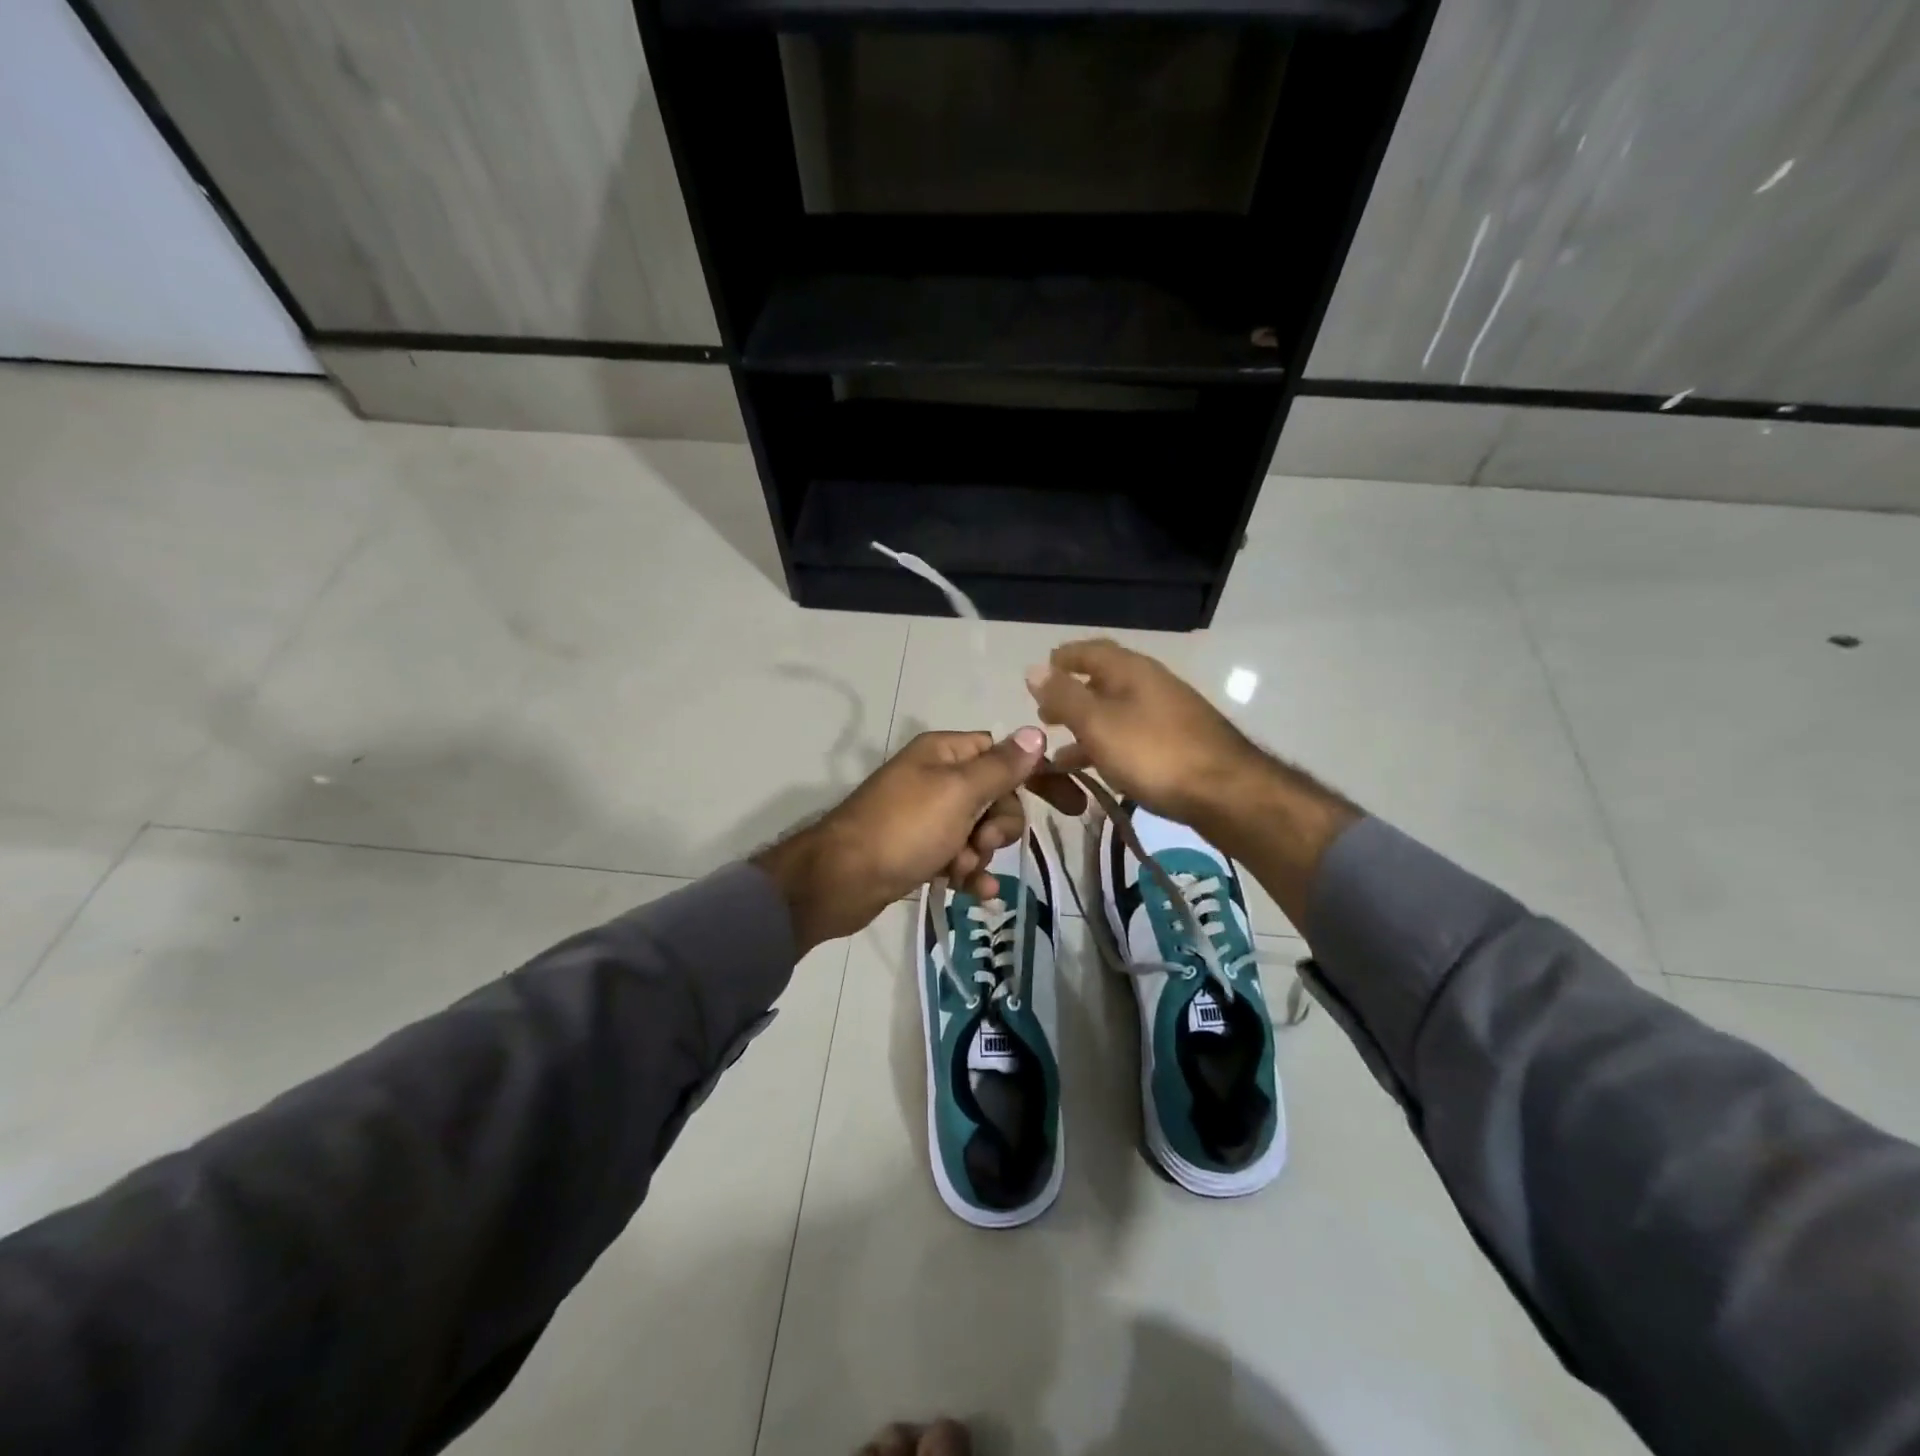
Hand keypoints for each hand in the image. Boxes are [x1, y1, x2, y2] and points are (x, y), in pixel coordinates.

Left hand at [754, 729, 1081, 953]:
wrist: (839, 880)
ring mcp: (927, 816)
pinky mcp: (919, 850)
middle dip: (999, 824)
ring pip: (980, 830)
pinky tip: (974, 892)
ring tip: (963, 869)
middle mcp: (937, 778)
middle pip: (996, 796)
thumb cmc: (904, 828)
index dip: (1039, 776)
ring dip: (982, 853)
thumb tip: (1035, 730)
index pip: (1005, 754)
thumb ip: (1001, 766)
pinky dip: (969, 872)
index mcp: (946, 753)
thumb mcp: (959, 793)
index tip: (1073, 804)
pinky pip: (959, 856)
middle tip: (982, 841)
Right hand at [1024, 639, 1266, 830]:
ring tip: (1057, 754)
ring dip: (1085, 728)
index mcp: (1131, 670)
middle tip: (1044, 716)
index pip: (1091, 650)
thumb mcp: (1098, 723)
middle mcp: (1151, 684)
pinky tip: (1095, 771)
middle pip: (1103, 682)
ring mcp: (1167, 715)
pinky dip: (1107, 748)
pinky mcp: (1178, 745)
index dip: (1063, 658)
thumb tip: (1034, 668)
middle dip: (1071, 697)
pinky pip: (1131, 738)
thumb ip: (1064, 696)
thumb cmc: (1153, 753)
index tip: (1039, 673)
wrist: (1226, 793)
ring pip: (1116, 714)